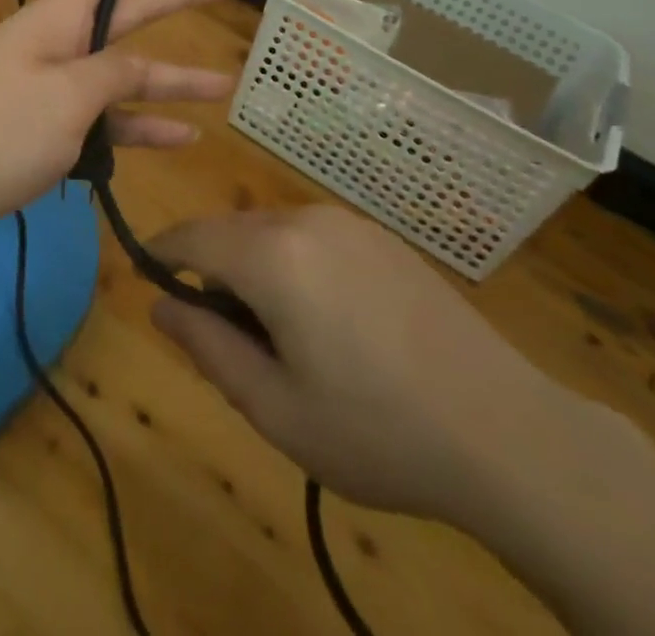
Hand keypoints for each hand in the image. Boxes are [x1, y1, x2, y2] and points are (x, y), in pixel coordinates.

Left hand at [0, 0, 232, 250]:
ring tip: (221, 84)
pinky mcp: (39, 132)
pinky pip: (98, 120)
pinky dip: (135, 127)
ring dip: (166, 80)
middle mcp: (51, 47)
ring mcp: (44, 91)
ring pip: (117, 76)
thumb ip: (111, 75)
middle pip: (120, 16)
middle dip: (169, 0)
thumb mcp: (66, 97)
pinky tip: (179, 138)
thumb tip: (135, 67)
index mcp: (53, 22)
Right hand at [149, 206, 573, 529]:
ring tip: (279, 338)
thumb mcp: (276, 408)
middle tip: (225, 338)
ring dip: (253, 268)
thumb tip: (160, 303)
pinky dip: (293, 264)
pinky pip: (311, 236)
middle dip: (211, 270)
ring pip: (270, 232)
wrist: (507, 433)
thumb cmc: (377, 431)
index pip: (191, 236)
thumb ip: (207, 347)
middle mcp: (305, 220)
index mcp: (272, 256)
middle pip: (230, 231)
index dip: (160, 252)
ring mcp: (348, 223)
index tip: (146, 277)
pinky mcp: (380, 236)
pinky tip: (328, 322)